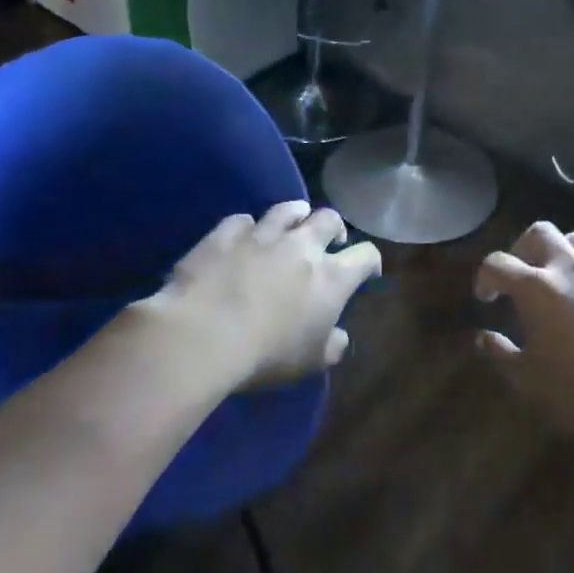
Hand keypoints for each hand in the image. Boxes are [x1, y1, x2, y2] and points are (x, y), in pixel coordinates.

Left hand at [147, 201, 381, 395]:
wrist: (203, 334)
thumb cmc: (266, 354)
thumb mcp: (309, 362)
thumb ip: (331, 346)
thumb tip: (339, 337)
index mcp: (331, 277)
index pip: (366, 255)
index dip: (370, 261)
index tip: (367, 271)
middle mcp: (302, 246)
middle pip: (329, 219)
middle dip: (334, 228)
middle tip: (329, 242)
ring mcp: (262, 234)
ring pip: (288, 209)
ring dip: (295, 215)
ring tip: (292, 225)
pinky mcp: (225, 233)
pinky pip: (242, 220)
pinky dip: (247, 228)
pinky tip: (243, 237)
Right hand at [474, 222, 573, 448]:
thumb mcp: (526, 380)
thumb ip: (500, 353)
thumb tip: (483, 337)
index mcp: (537, 288)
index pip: (498, 264)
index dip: (486, 277)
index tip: (486, 297)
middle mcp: (573, 269)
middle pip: (541, 233)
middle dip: (524, 248)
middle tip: (522, 273)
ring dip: (566, 250)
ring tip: (564, 274)